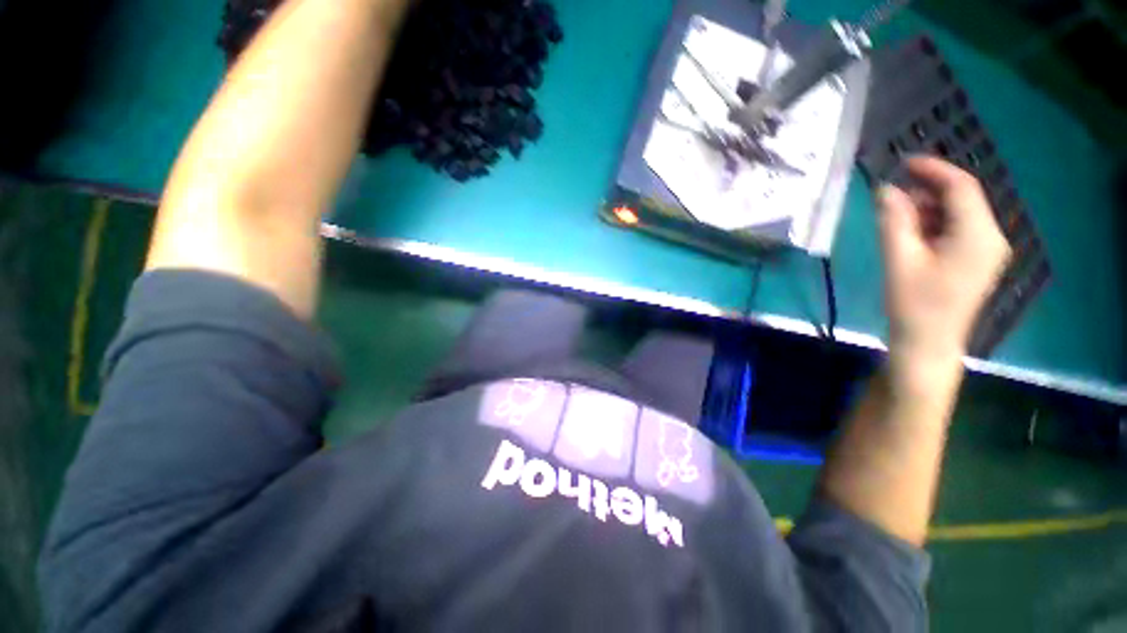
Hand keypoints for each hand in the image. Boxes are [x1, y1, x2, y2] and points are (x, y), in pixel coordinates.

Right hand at [877, 157, 1011, 367]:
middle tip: (891, 196)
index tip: (902, 162)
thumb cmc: (913, 303)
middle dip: (927, 191)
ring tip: (896, 218)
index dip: (933, 169)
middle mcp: (991, 236)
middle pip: (962, 199)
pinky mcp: (977, 260)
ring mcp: (987, 249)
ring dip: (928, 209)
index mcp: (978, 234)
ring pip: (959, 214)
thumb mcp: (899, 259)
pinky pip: (958, 230)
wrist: (928, 343)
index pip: (961, 187)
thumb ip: (894, 220)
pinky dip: (934, 225)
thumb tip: (886, 189)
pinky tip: (911, 234)